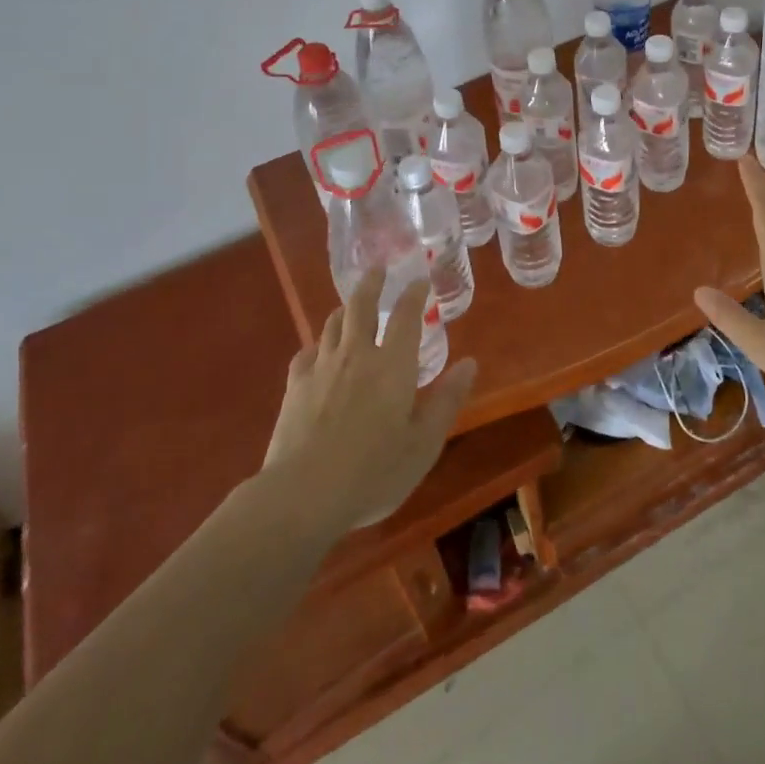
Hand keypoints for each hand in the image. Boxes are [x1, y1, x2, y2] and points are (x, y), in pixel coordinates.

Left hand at [263, 270, 477, 528]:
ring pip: (333, 324)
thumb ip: (447, 400)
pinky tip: (318, 353)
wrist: (303, 494)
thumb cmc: (374, 472)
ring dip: (345, 310)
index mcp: (393, 365)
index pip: (406, 316)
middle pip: (361, 306)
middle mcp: (357, 355)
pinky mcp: (294, 386)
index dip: (414, 294)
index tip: (420, 279)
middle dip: (372, 283)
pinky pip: (307, 352)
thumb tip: (470, 363)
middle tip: (377, 269)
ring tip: (350, 306)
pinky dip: (318, 345)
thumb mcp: (424, 444)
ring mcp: (322, 367)